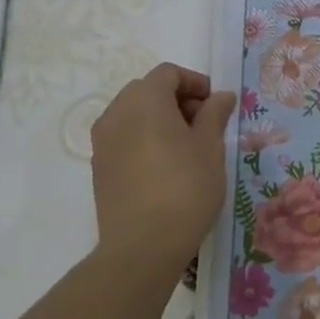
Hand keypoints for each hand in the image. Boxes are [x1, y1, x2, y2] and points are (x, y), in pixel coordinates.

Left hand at [91, 64, 235, 267]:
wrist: (143, 245)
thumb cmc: (185, 187)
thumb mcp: (210, 147)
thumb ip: (214, 115)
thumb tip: (221, 96)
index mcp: (144, 99)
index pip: (168, 73)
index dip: (195, 83)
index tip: (216, 105)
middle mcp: (117, 112)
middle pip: (147, 91)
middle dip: (177, 100)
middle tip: (204, 125)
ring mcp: (102, 141)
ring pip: (133, 115)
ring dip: (159, 120)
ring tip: (186, 148)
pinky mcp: (98, 167)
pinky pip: (123, 138)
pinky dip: (144, 140)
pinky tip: (165, 167)